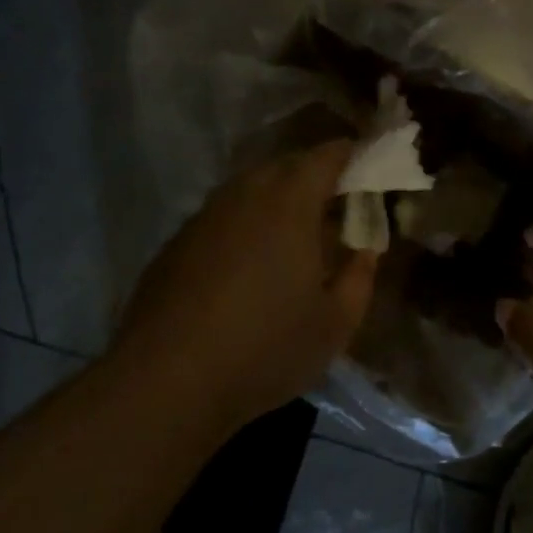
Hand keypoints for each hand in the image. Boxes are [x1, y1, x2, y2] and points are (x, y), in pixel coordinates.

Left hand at [111, 141, 376, 429]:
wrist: (168, 379)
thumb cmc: (265, 348)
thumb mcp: (334, 325)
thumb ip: (359, 278)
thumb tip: (364, 251)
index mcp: (289, 204)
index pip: (324, 157)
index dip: (347, 154)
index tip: (363, 162)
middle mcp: (244, 195)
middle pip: (284, 166)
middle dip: (311, 175)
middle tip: (332, 202)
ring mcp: (204, 216)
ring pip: (247, 189)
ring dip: (274, 198)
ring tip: (290, 232)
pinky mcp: (176, 242)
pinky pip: (221, 216)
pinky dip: (242, 224)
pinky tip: (244, 263)